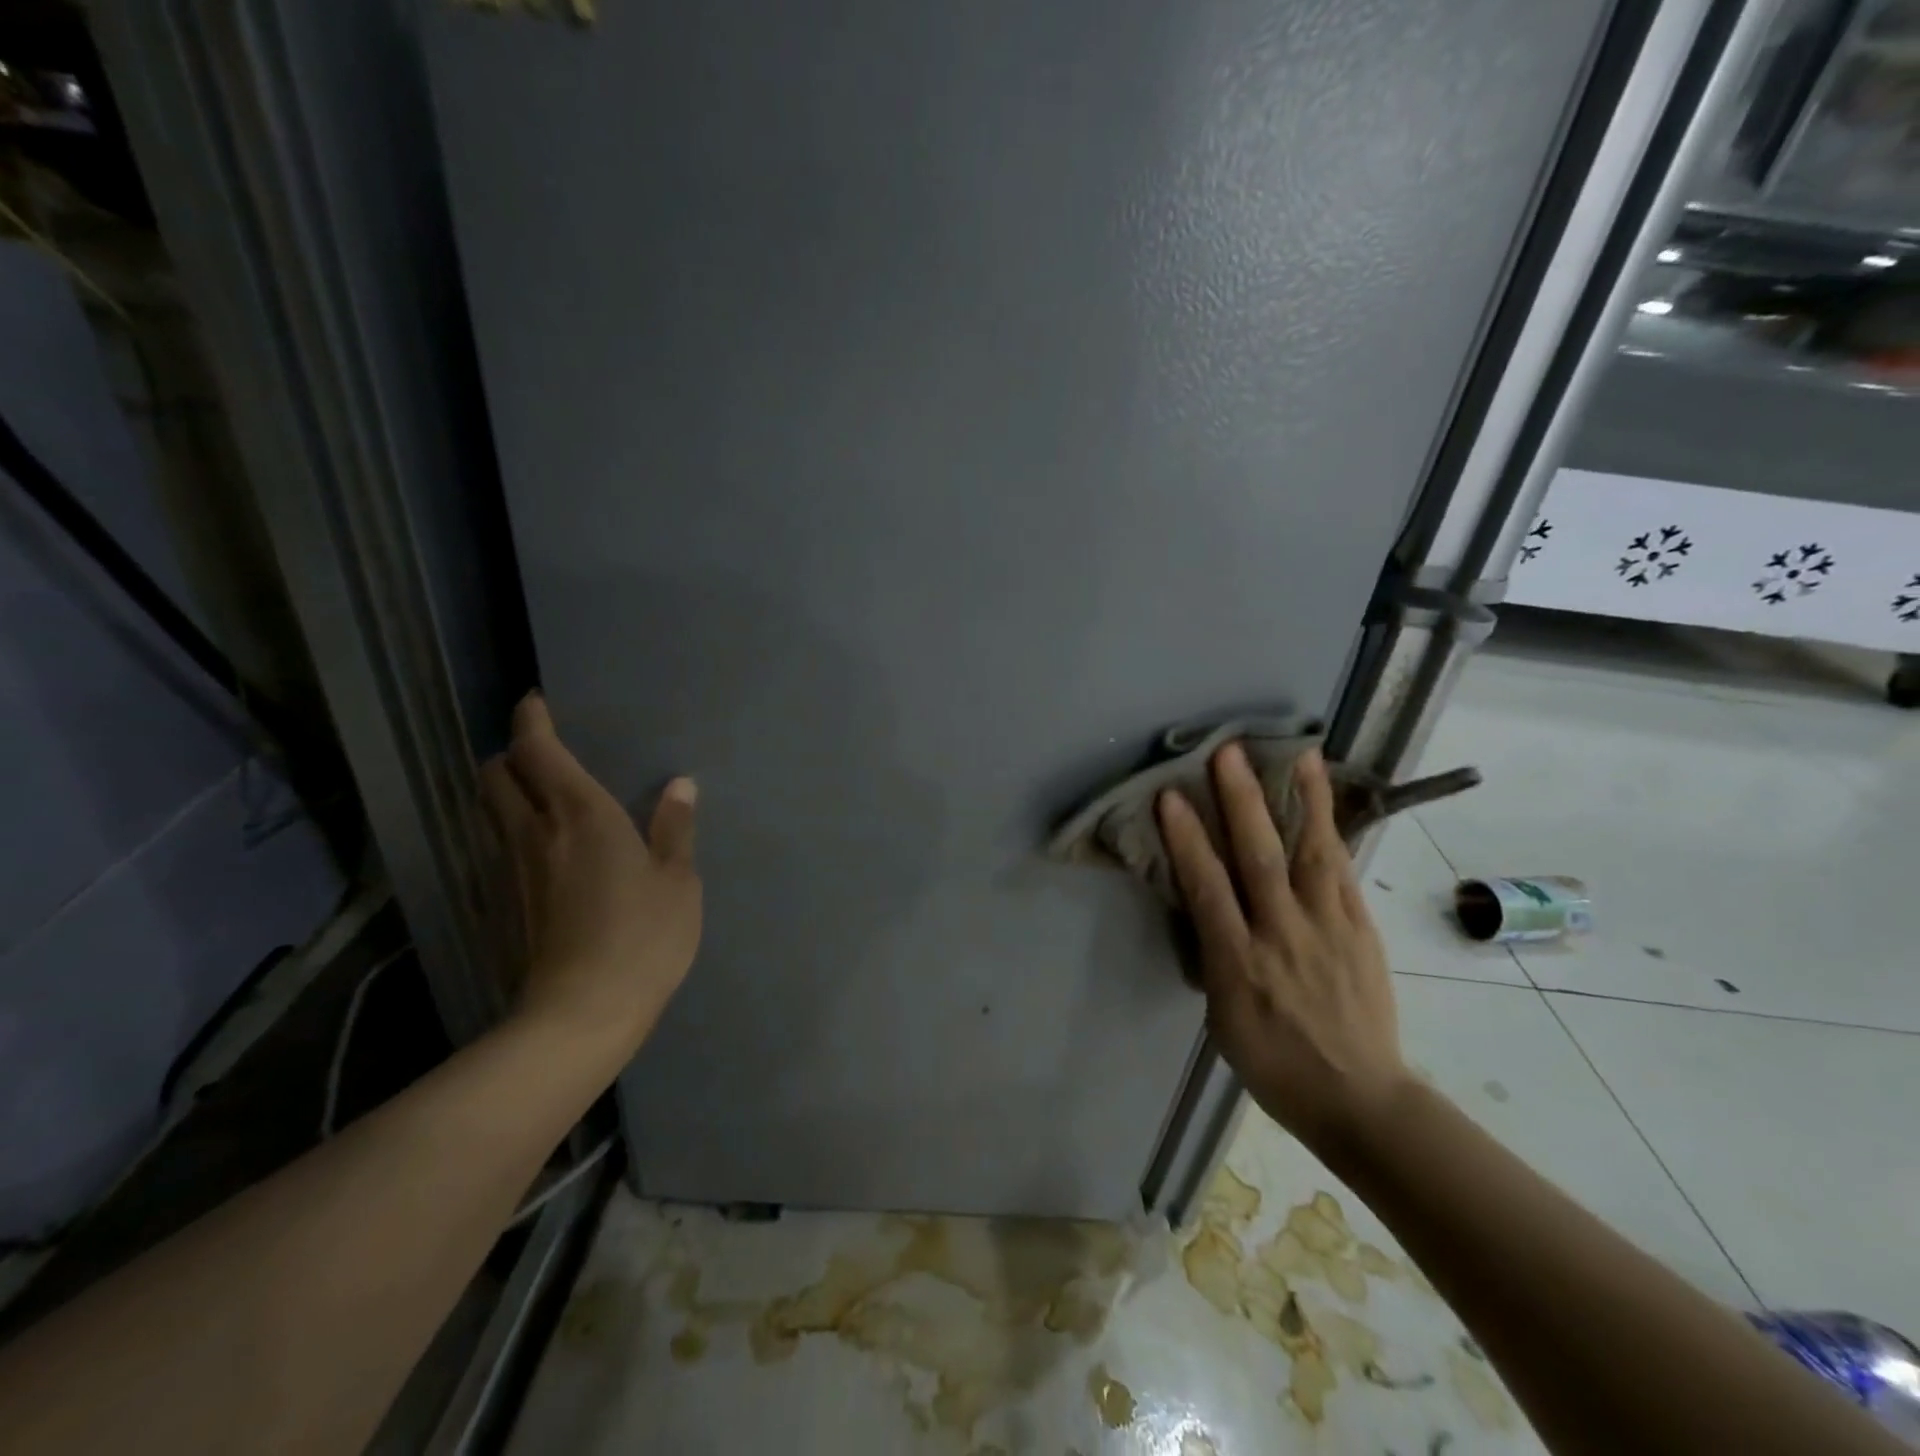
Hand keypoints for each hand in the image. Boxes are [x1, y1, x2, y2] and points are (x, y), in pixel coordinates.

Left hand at [481, 694, 701, 1057]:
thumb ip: (675, 829)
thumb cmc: (643, 938)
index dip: (530, 720)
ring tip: (541, 798)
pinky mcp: (501, 904)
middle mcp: (535, 832)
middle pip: (495, 775)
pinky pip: (498, 848)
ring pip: (490, 812)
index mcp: (582, 815)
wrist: (580, 1014)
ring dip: (507, 793)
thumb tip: (680, 785)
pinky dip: (511, 832)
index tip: (535, 702)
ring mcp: (510, 870)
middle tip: (541, 754)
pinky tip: (543, 852)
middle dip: (510, 754)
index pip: (538, 750)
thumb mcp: (678, 882)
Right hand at [1156, 742, 1409, 1151]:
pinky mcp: (1362, 930)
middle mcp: (1284, 937)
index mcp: (1239, 965)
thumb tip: (1207, 907)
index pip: (1208, 889)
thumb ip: (1215, 955)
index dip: (1187, 840)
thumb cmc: (1274, 1065)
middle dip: (1242, 802)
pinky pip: (1344, 873)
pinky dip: (1333, 833)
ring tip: (1299, 754)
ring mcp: (1329, 930)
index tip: (1171, 797)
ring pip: (1314, 855)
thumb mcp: (1222, 1017)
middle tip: (1228, 753)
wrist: (1360, 1100)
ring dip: (1304, 800)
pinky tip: (1326, 803)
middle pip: (1261, 859)